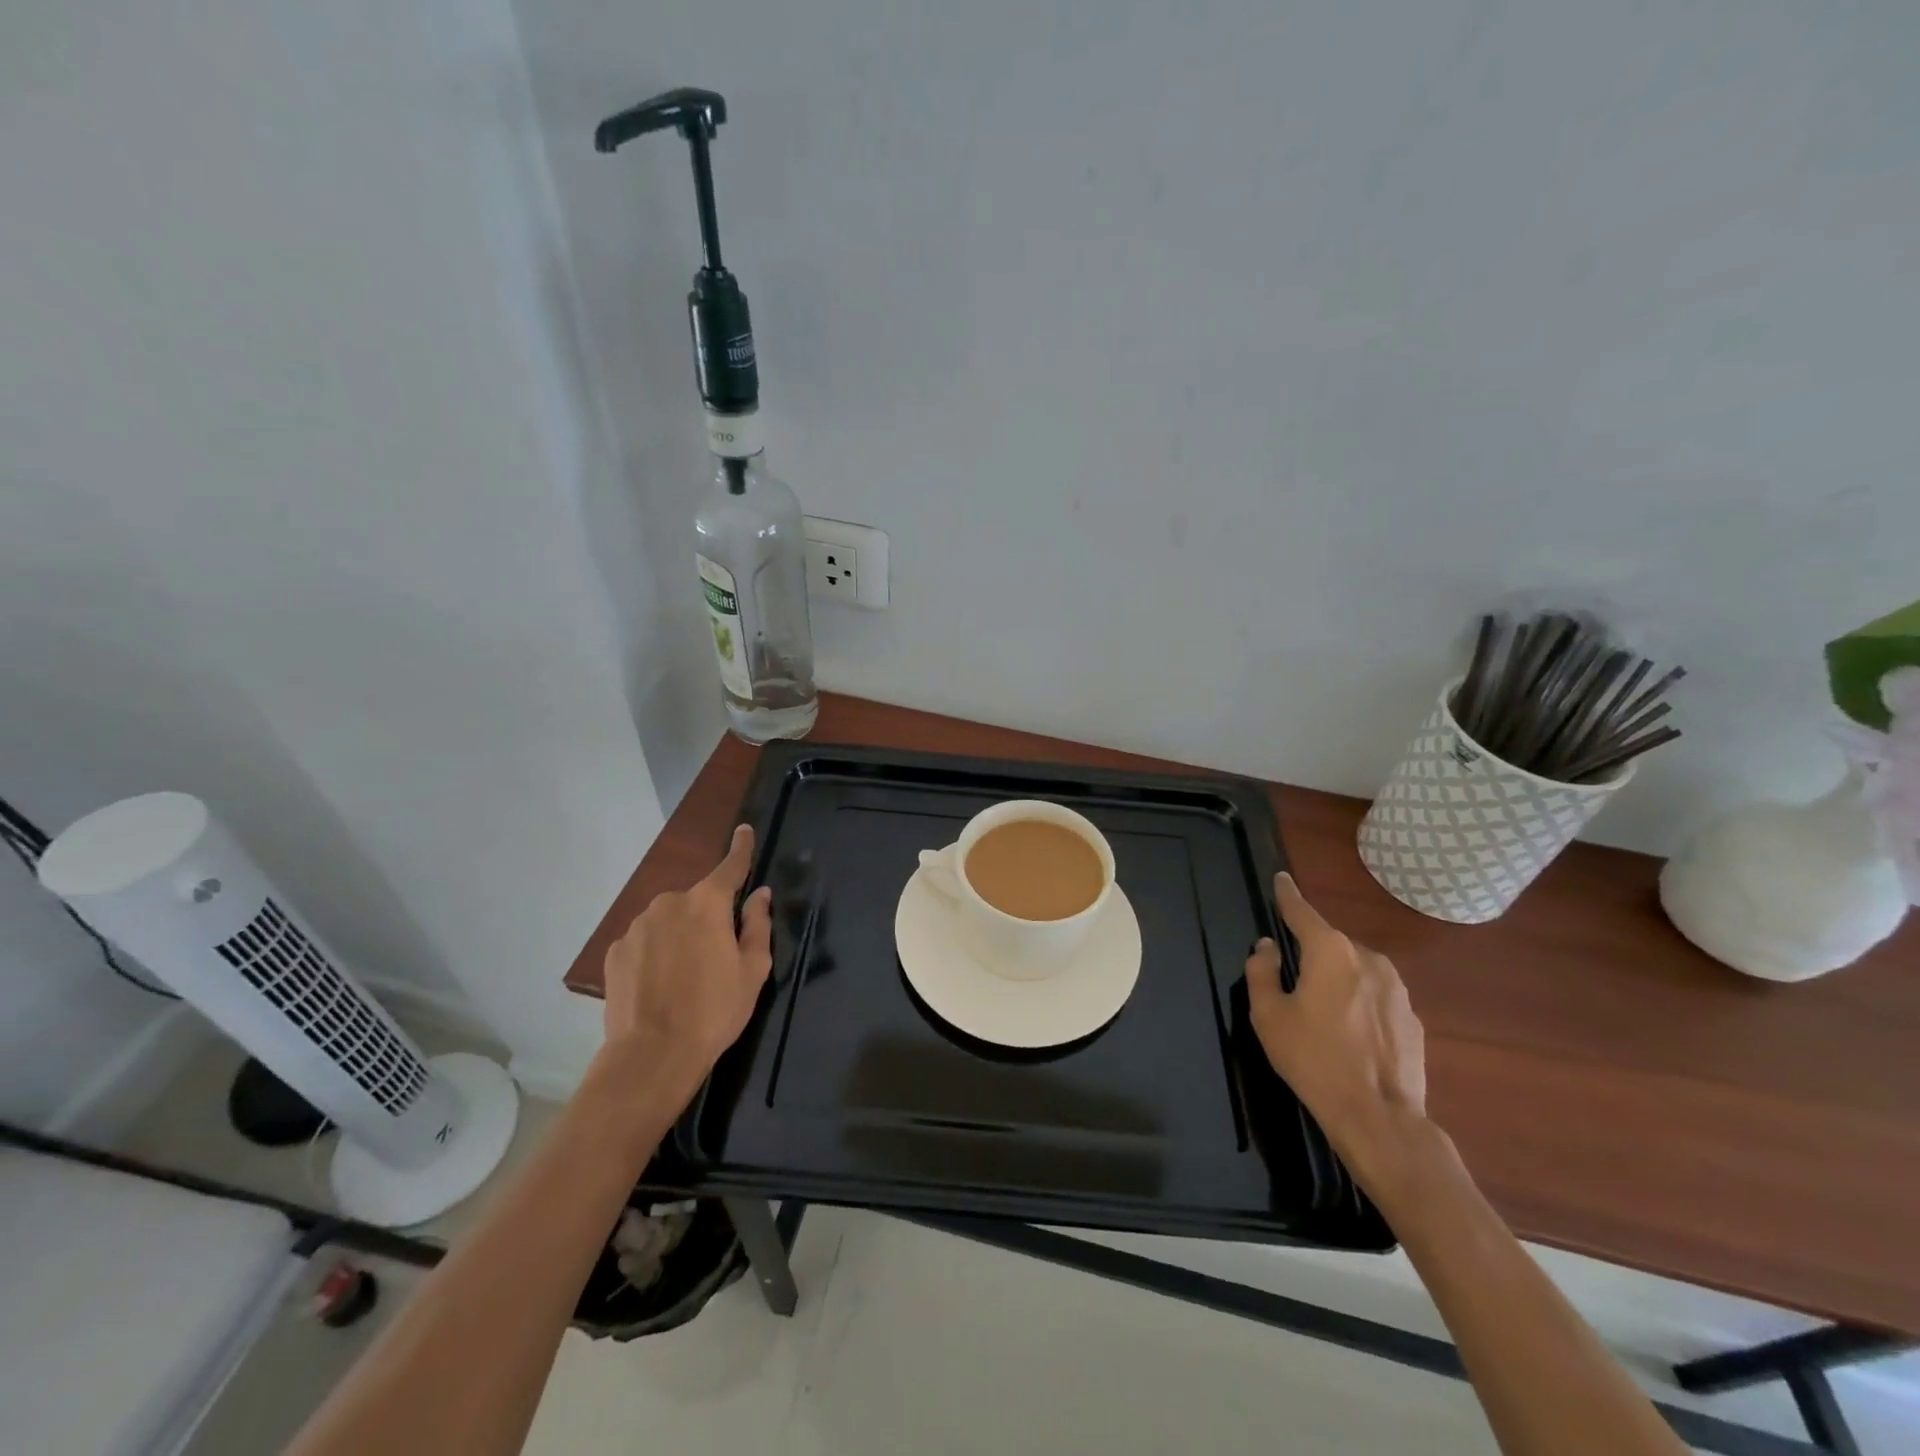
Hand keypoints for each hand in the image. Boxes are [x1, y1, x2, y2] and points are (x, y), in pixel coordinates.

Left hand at [598, 824, 772, 1108]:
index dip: (741, 848)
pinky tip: (659, 985)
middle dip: (708, 917)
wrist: (652, 1055)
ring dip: (680, 935)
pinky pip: (645, 941)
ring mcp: (638, 926)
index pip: (730, 866)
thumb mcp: (753, 970)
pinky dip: (655, 953)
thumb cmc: (715, 1010)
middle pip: (697, 900)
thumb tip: (759, 895)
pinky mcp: (616, 951)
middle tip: (716, 956)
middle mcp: (670, 903)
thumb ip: (758, 925)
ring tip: (684, 977)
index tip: (744, 830)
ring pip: (669, 920)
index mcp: (708, 903)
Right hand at [1245, 873, 1429, 1183]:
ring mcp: (1396, 989)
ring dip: (1337, 979)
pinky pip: (1376, 997)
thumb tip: (1268, 947)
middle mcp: (1367, 959)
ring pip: (1355, 970)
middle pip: (1330, 944)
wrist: (1379, 1118)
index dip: (1288, 895)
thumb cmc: (1313, 1060)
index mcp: (1330, 952)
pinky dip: (1359, 1003)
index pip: (1302, 912)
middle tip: (1293, 981)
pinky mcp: (1412, 1018)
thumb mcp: (1269, 1015)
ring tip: (1322, 1013)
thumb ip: (1261, 972)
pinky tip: (1350, 1035)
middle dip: (1311, 953)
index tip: (1281, 879)